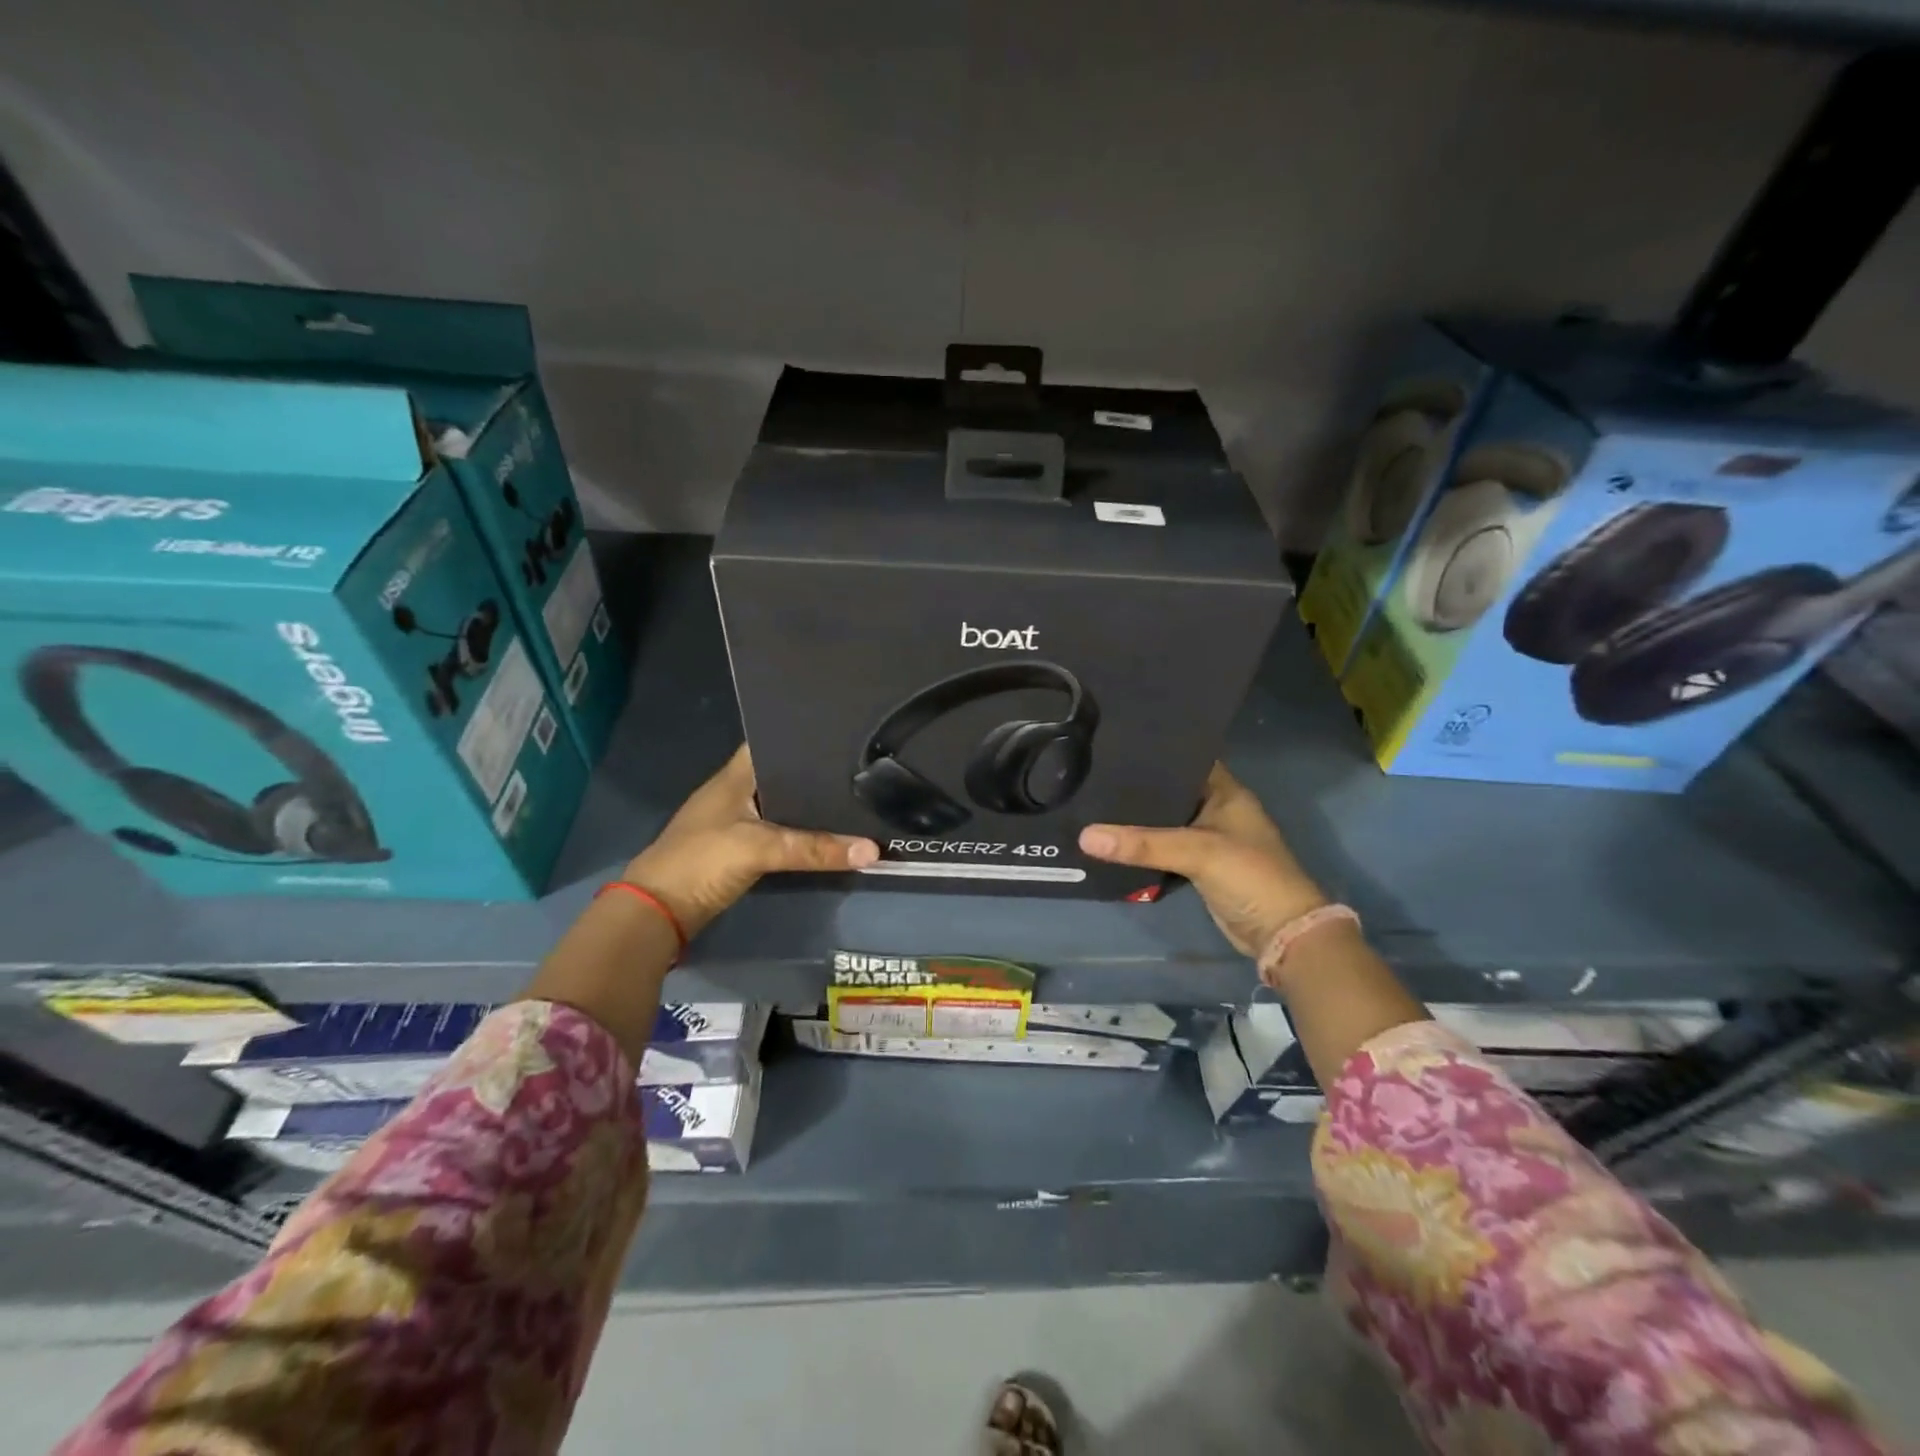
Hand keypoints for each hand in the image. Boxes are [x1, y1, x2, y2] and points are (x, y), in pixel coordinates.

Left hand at [622, 746, 877, 937]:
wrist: (658, 910)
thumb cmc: (702, 860)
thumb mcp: (760, 848)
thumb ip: (814, 848)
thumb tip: (872, 849)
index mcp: (736, 775)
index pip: (774, 741)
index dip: (804, 734)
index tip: (844, 732)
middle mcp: (738, 790)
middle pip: (784, 773)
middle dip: (817, 771)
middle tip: (862, 766)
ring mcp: (738, 819)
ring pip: (784, 803)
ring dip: (810, 803)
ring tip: (856, 793)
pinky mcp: (742, 847)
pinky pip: (781, 830)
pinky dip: (802, 830)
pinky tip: (829, 830)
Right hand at [1078, 764, 1325, 955]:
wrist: (1281, 932)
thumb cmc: (1249, 875)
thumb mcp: (1196, 852)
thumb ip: (1142, 844)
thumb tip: (1084, 835)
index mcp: (1225, 791)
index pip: (1185, 759)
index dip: (1154, 752)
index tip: (1113, 745)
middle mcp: (1216, 808)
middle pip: (1170, 790)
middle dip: (1138, 786)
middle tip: (1092, 774)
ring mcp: (1208, 838)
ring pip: (1165, 821)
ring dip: (1138, 818)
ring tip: (1093, 801)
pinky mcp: (1199, 865)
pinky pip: (1165, 847)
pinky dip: (1144, 845)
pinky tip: (1113, 838)